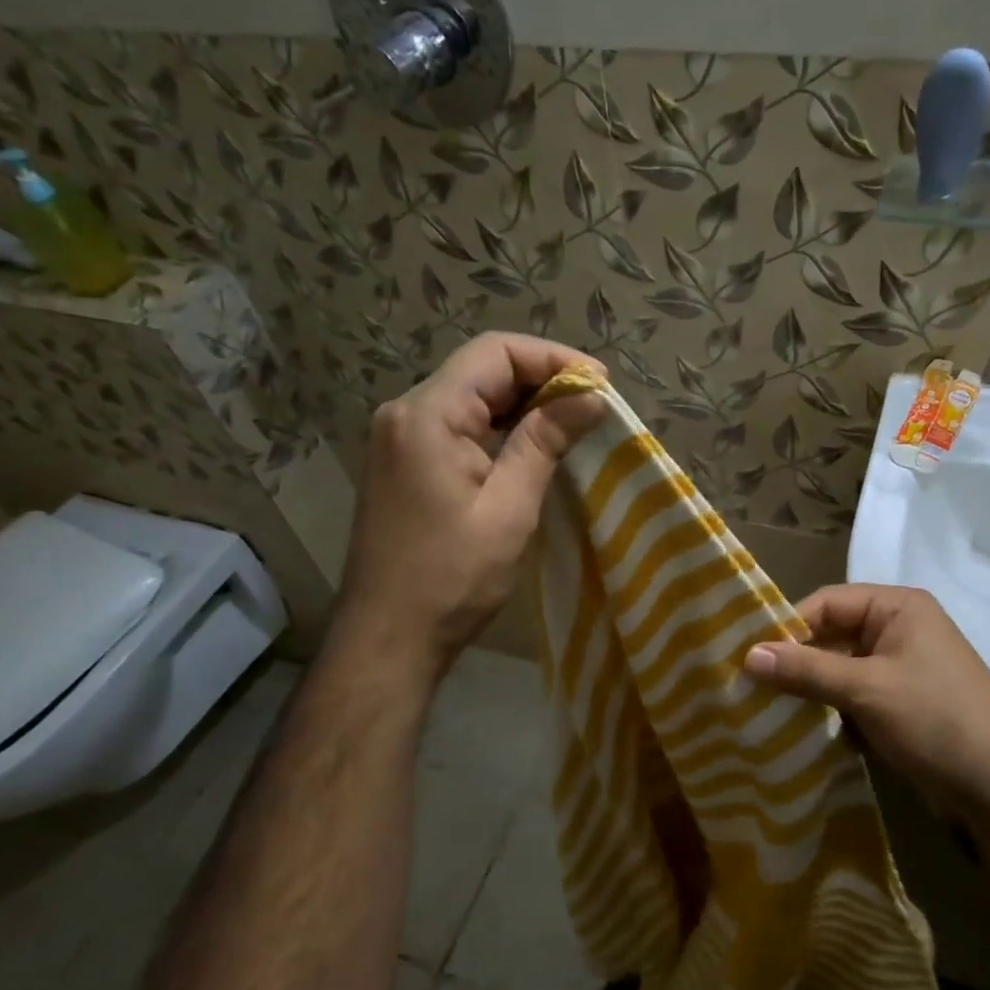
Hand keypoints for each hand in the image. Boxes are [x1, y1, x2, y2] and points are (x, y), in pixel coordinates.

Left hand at [338, 332, 603, 667]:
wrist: (388, 636)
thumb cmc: (452, 577)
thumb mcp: (509, 508)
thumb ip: (545, 442)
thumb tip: (590, 397)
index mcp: (427, 415)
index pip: (495, 353)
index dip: (553, 358)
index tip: (600, 384)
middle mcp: (406, 413)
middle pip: (481, 369)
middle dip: (542, 378)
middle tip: (594, 405)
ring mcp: (400, 438)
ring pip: (471, 396)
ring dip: (523, 402)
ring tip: (574, 421)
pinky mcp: (405, 462)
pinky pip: (459, 424)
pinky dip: (500, 426)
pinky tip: (533, 444)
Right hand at [743, 585, 989, 816]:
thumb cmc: (936, 721)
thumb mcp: (866, 690)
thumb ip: (805, 670)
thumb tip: (747, 655)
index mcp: (898, 607)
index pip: (827, 602)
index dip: (788, 626)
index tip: (749, 656)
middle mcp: (900, 629)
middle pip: (832, 635)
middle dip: (796, 661)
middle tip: (751, 686)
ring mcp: (903, 668)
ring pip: (840, 669)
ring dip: (810, 689)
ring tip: (767, 709)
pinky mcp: (902, 704)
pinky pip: (854, 695)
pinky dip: (830, 709)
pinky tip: (801, 729)